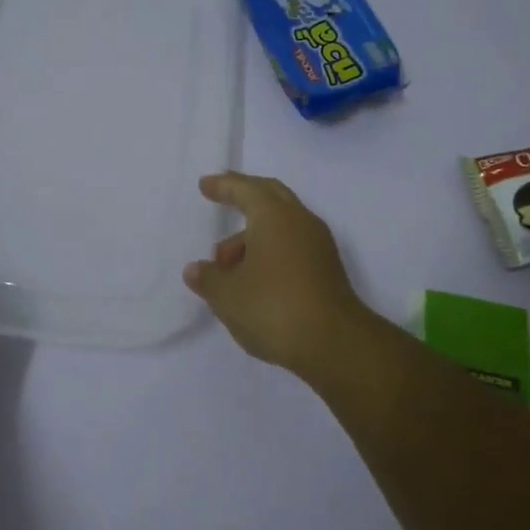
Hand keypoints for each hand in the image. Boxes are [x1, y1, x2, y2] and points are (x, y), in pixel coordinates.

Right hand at [182, 172, 374, 374]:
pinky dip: (270, 251)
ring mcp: (318, 245)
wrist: (334, 344)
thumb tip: (196, 269)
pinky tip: (253, 279)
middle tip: (223, 199)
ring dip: (253, 236)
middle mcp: (300, 221)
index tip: (205, 185)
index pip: (246, 189)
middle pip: (271, 197)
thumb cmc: (273, 307)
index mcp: (274, 216)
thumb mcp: (227, 295)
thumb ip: (208, 278)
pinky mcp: (327, 270)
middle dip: (245, 197)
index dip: (224, 186)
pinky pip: (292, 246)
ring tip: (225, 268)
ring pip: (281, 226)